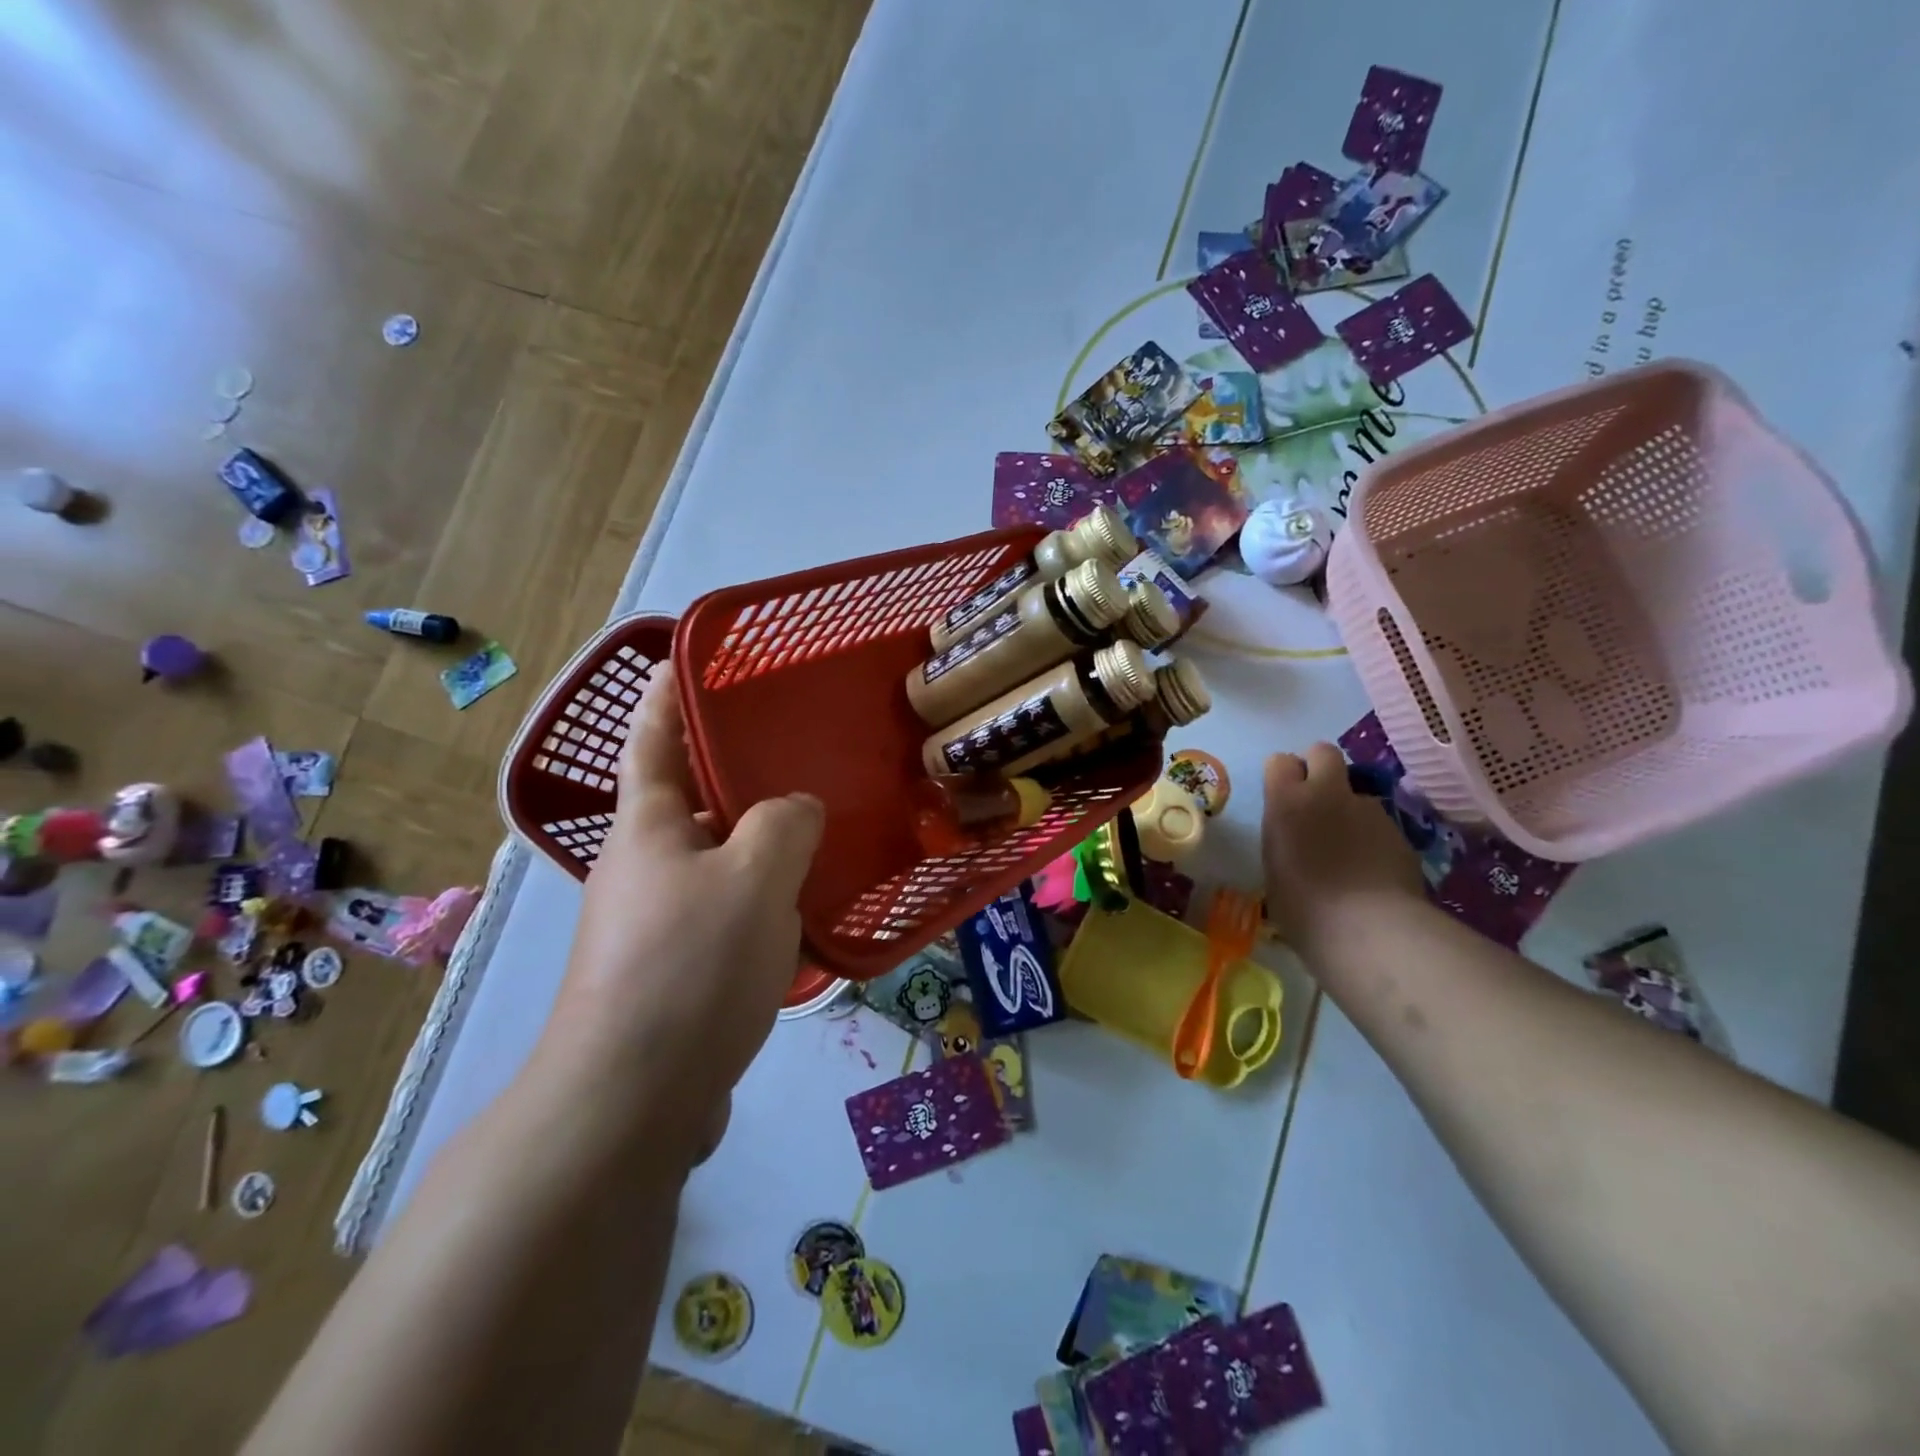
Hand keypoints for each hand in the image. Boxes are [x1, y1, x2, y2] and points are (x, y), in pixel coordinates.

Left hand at [539, 667, 824, 1161]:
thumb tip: (798, 810)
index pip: (653, 741)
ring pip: (718, 859)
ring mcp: (656, 922)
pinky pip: (728, 910)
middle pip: (690, 800)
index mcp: (648, 828)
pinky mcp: (676, 970)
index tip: (687, 658)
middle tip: (796, 747)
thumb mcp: (754, 877)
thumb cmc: (688, 967)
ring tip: (820, 825)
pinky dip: (764, 896)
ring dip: (759, 840)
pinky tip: (807, 905)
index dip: (666, 695)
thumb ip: (785, 824)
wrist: (631, 1101)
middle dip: (734, 770)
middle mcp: (643, 867)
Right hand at [1262, 742, 1423, 958]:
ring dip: (1349, 808)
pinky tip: (1371, 869)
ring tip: (1348, 847)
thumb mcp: (1274, 868)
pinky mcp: (1400, 831)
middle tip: (1314, 799)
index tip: (1281, 798)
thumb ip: (1283, 838)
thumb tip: (1294, 837)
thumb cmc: (1303, 908)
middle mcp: (1327, 794)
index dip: (1282, 776)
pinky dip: (1373, 837)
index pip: (1280, 761)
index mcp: (1286, 801)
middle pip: (1323, 752)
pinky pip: (1380, 822)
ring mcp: (1369, 809)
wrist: (1369, 931)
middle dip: (1318, 767)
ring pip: (1356, 791)